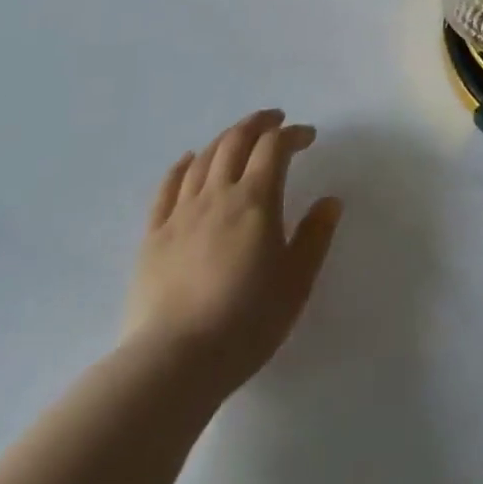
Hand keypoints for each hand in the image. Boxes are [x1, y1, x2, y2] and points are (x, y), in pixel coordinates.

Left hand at [123, 110, 342, 399]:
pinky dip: (182, 166)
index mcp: (256, 200)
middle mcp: (218, 194)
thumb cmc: (246, 321)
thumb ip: (315, 236)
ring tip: (239, 137)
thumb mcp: (297, 281)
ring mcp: (181, 213)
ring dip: (225, 139)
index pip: (274, 147)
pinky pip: (167, 188)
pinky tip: (189, 161)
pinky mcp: (152, 237)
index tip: (308, 137)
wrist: (174, 363)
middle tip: (275, 120)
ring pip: (203, 159)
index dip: (292, 134)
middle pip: (236, 141)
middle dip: (258, 124)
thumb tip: (329, 201)